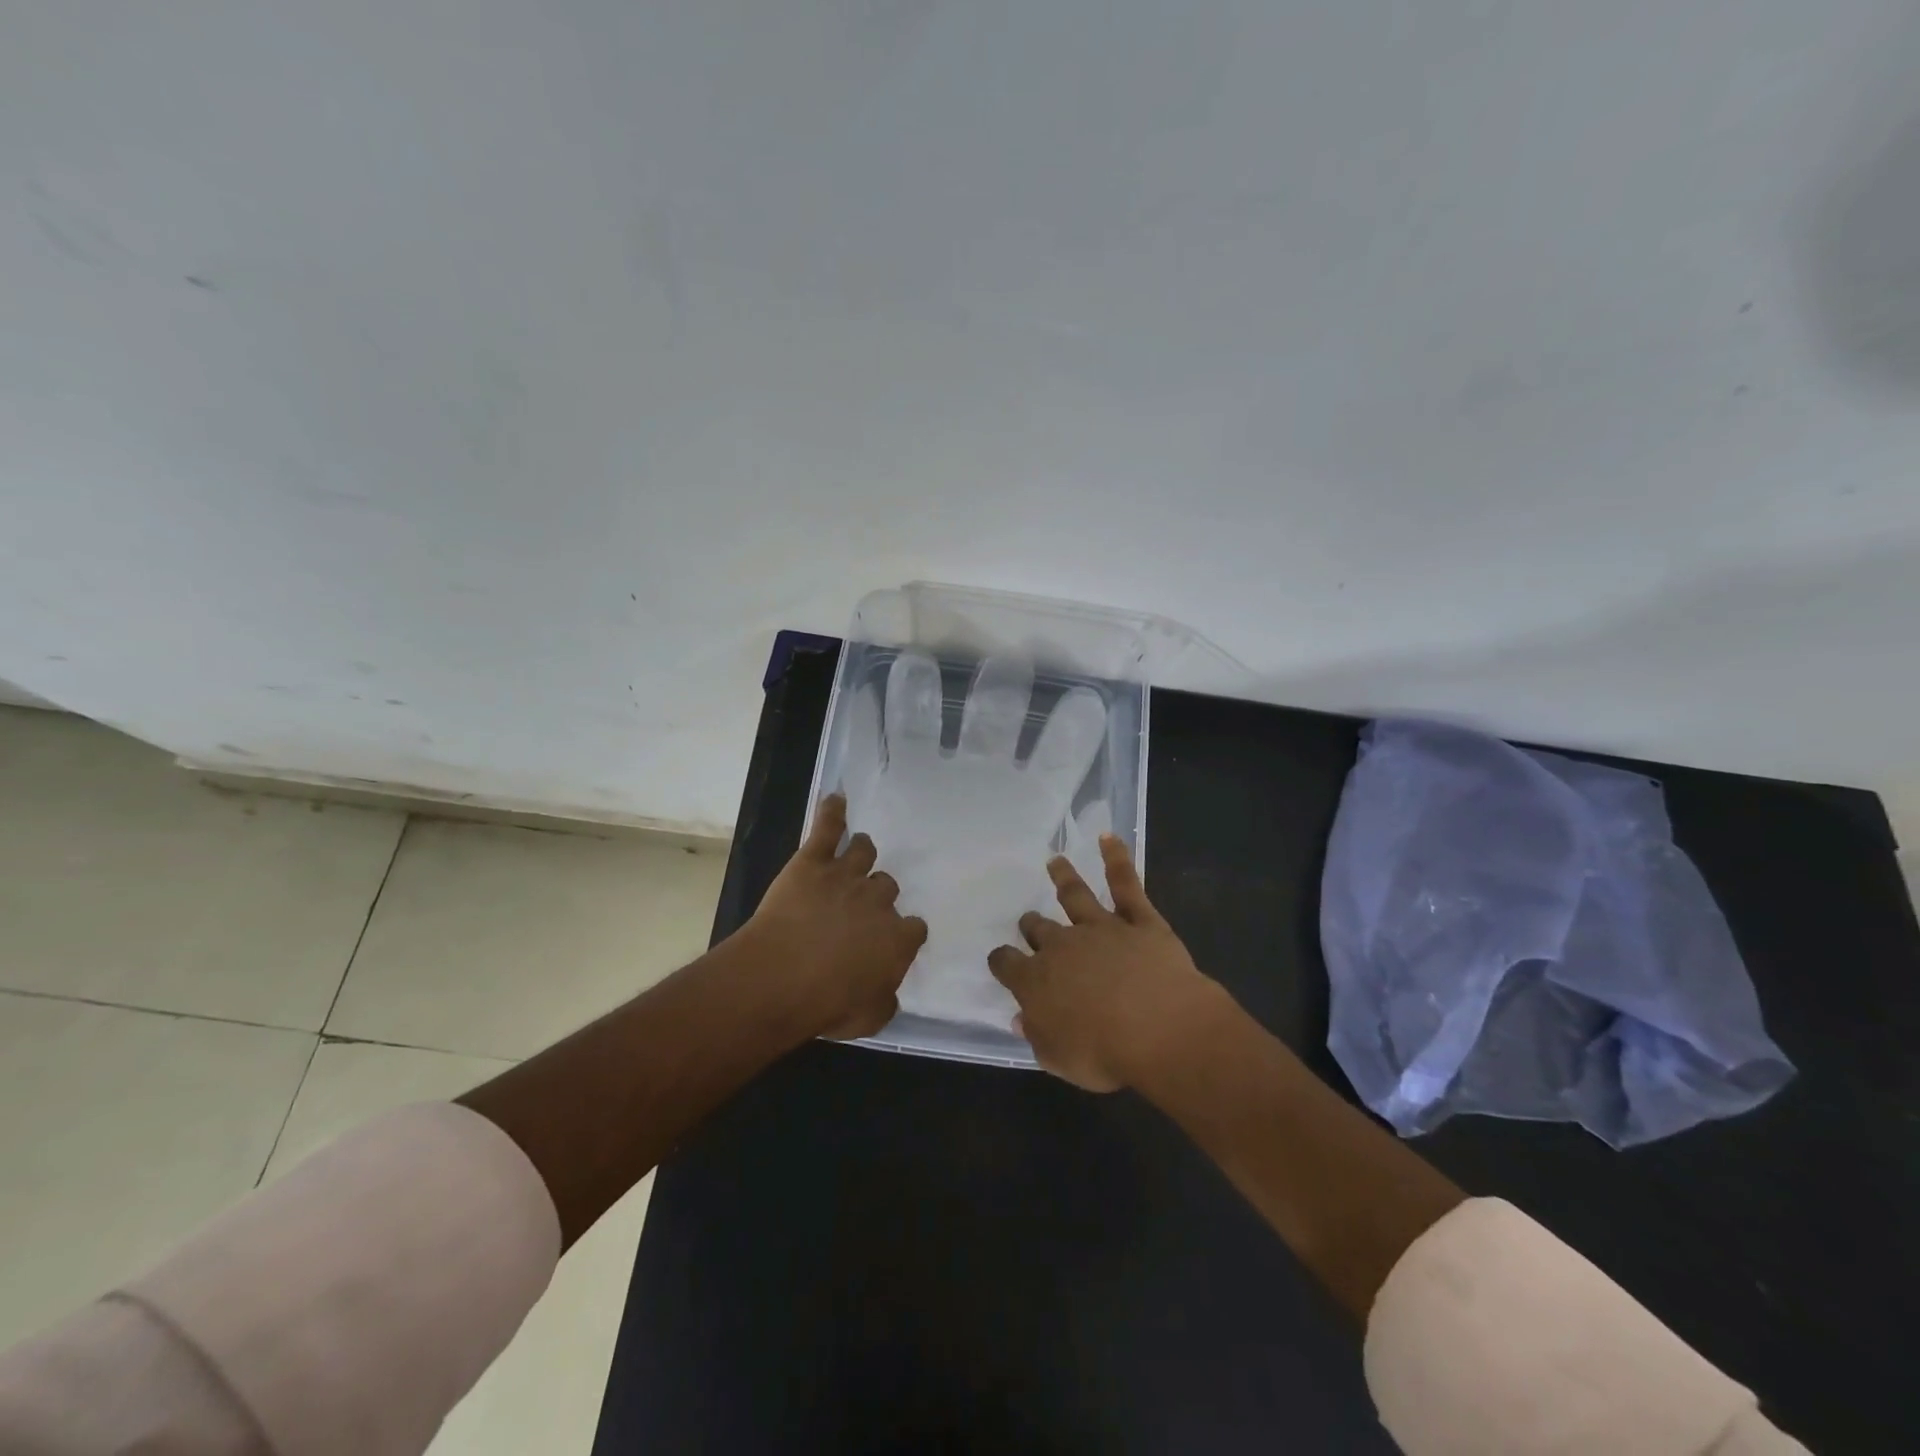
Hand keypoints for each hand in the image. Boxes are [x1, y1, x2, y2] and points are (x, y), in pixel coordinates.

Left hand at [742, 793, 928, 1039]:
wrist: (780, 978)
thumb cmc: (826, 1005)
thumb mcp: (869, 1018)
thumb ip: (885, 1000)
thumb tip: (890, 992)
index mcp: (897, 938)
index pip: (914, 927)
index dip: (902, 933)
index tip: (890, 942)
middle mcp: (878, 900)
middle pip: (887, 886)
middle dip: (876, 896)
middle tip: (857, 910)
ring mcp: (846, 875)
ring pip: (864, 851)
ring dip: (861, 854)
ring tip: (853, 856)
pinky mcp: (813, 861)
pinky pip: (827, 828)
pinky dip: (832, 812)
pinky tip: (835, 799)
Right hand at [988, 835, 1227, 1090]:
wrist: (1160, 1028)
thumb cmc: (1105, 1053)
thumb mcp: (1059, 1060)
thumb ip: (1037, 1036)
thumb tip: (1021, 1018)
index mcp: (1036, 981)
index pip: (1007, 964)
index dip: (1003, 962)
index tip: (1002, 961)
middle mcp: (1062, 946)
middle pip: (1039, 929)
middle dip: (1032, 925)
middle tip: (1030, 921)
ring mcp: (1101, 927)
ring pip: (1076, 896)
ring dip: (1064, 877)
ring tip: (1055, 861)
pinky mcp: (1139, 920)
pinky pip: (1126, 884)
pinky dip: (1117, 859)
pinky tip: (1109, 837)